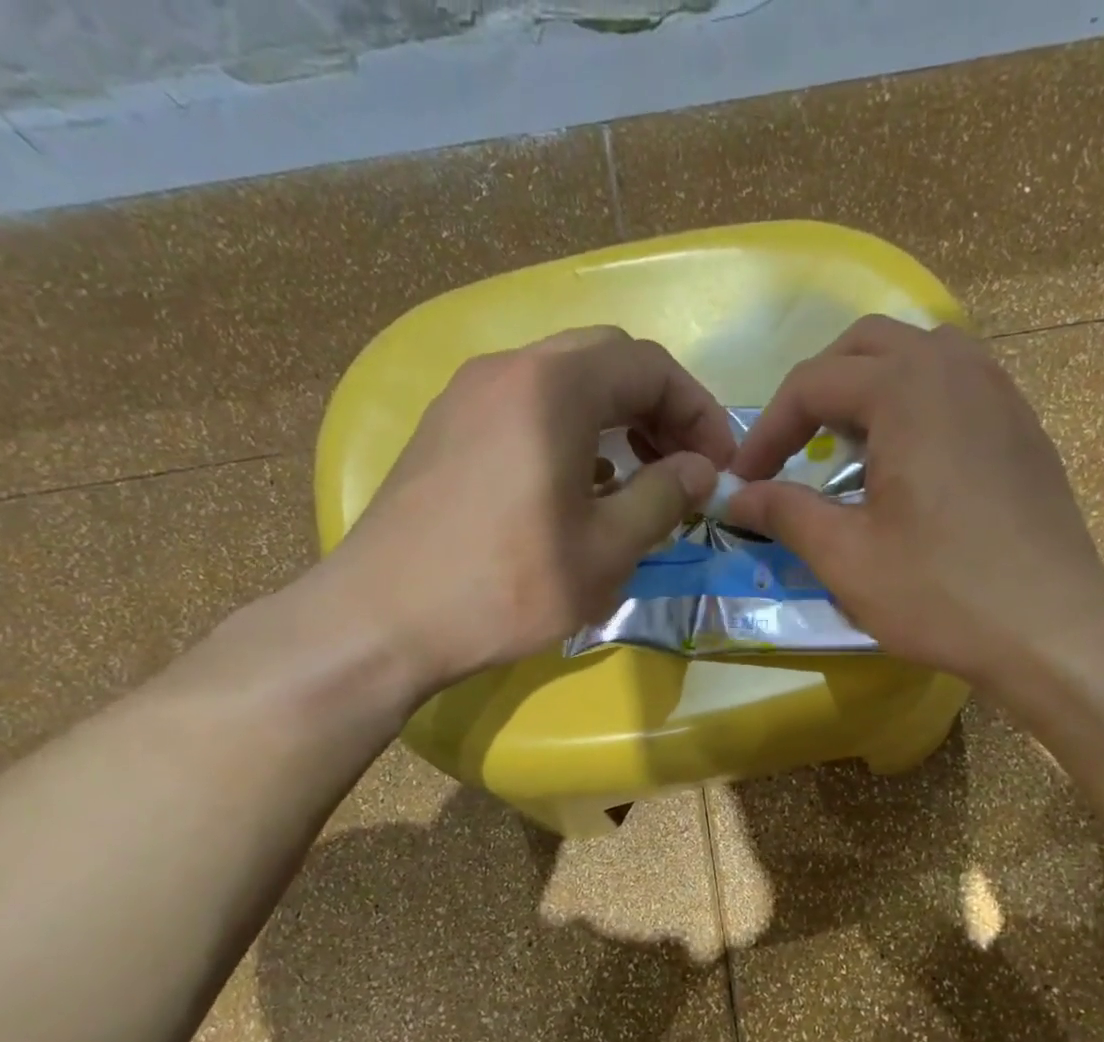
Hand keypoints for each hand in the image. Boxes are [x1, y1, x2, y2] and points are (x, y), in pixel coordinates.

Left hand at [313, 326, 733, 697]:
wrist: (384, 619)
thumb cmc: (509, 586)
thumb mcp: (607, 549)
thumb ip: (665, 497)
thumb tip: (702, 469)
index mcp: (554, 388)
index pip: (649, 365)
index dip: (698, 411)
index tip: (719, 464)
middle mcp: (508, 370)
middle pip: (606, 360)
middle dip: (658, 407)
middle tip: (683, 465)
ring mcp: (468, 397)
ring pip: (563, 382)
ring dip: (614, 419)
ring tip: (639, 479)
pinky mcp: (446, 430)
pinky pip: (526, 409)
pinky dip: (571, 433)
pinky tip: (580, 489)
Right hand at [727, 317, 1103, 685]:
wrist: (1051, 629)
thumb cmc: (940, 593)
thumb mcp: (846, 558)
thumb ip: (785, 513)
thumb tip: (737, 497)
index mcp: (906, 389)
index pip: (813, 383)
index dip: (767, 431)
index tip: (743, 481)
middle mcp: (957, 369)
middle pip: (867, 347)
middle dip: (817, 391)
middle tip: (793, 449)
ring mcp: (1001, 394)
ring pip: (920, 356)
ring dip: (871, 388)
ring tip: (850, 447)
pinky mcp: (1024, 428)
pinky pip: (960, 385)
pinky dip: (917, 404)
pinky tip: (910, 461)